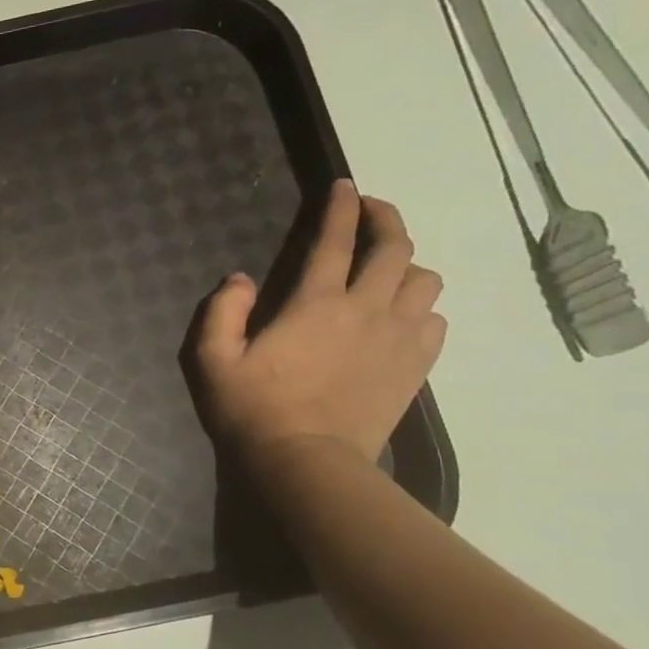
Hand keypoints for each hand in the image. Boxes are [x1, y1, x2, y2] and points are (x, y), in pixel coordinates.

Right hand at [192, 180, 445, 464]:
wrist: (306, 462)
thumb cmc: (252, 409)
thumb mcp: (213, 360)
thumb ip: (222, 312)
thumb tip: (240, 279)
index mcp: (315, 303)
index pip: (335, 240)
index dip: (341, 208)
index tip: (344, 186)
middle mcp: (366, 309)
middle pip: (396, 248)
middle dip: (386, 219)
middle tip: (372, 211)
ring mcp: (399, 338)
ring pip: (425, 280)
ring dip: (407, 266)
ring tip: (387, 272)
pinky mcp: (416, 366)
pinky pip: (435, 320)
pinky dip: (420, 308)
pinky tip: (401, 317)